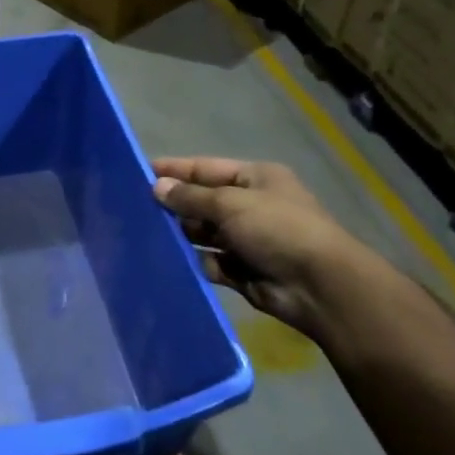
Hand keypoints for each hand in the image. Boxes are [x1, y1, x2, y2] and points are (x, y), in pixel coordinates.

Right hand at [152, 157, 360, 336]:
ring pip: (204, 234)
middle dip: (175, 205)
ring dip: (181, 235)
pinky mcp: (242, 271)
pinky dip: (193, 262)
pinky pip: (210, 262)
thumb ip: (191, 196)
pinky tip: (168, 262)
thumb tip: (157, 187)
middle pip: (203, 202)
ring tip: (144, 235)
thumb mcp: (231, 203)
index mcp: (255, 179)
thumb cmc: (277, 228)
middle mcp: (251, 206)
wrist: (319, 286)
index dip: (175, 170)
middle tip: (135, 208)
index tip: (140, 172)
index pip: (206, 169)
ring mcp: (247, 240)